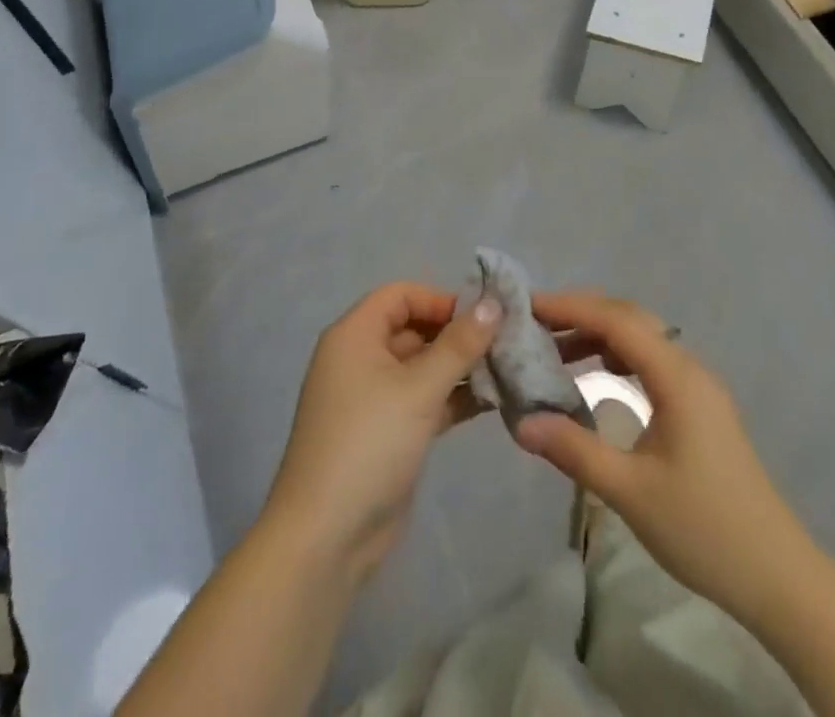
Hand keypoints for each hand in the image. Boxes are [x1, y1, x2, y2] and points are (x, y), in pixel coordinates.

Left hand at [261, 282, 502, 582]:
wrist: (326, 538)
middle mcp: (361, 358)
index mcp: (355, 335)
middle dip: (457, 334)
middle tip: (505, 343)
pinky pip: (423, 399)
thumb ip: (459, 345)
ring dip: (460, 367)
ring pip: (422, 366)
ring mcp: (373, 397)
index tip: (483, 316)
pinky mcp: (387, 432)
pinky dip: (452, 397)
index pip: (401, 295)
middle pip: (414, 328)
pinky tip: (493, 401)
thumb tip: (493, 303)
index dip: (441, 299)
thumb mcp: (418, 389)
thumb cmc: (369, 444)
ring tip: (508, 370)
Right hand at [516, 290, 809, 622]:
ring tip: (556, 349)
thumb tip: (522, 421)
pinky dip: (618, 356)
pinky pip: (652, 360)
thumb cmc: (704, 529)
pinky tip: (597, 375)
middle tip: (536, 323)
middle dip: (582, 313)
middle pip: (631, 318)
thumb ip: (575, 450)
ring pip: (643, 338)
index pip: (617, 321)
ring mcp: (699, 386)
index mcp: (677, 377)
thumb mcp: (630, 492)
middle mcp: (690, 367)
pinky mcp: (701, 406)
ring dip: (600, 334)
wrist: (778, 576)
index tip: (529, 306)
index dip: (571, 307)